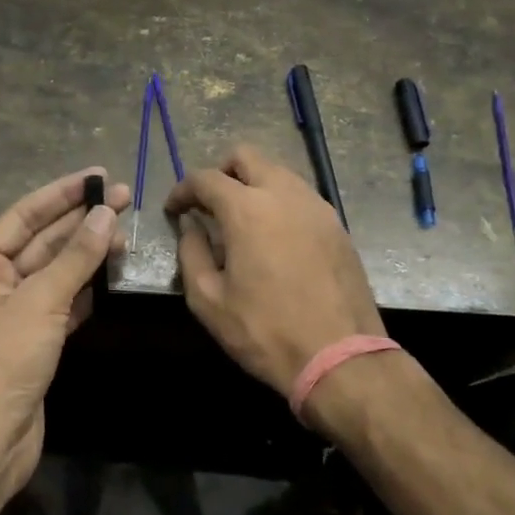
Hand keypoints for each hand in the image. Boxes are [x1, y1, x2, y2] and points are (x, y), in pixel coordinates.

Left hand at [0, 168, 128, 514]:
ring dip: (88, 253)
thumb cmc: (2, 362)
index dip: (61, 194)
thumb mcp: (39, 302)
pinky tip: (111, 273)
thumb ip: (75, 257)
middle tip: (125, 198)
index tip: (98, 175)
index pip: (24, 215)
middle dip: (81, 220)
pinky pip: (64, 302)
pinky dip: (87, 288)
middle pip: (43, 241)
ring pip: (57, 271)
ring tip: (125, 232)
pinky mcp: (35, 340)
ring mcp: (16, 313)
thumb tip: (106, 213)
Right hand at [166, 146, 384, 410]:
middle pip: (247, 157)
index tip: (174, 210)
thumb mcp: (209, 301)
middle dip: (221, 172)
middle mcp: (284, 194)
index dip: (183, 190)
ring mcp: (317, 207)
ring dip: (253, 184)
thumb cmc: (265, 331)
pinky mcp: (337, 226)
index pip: (206, 178)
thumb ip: (192, 254)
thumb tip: (191, 227)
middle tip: (208, 204)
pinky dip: (279, 202)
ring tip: (241, 221)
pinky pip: (301, 196)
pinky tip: (274, 237)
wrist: (340, 357)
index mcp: (247, 209)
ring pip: (278, 173)